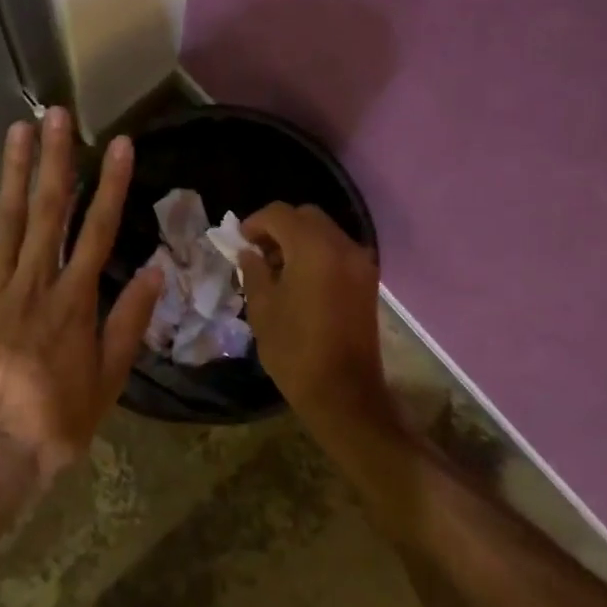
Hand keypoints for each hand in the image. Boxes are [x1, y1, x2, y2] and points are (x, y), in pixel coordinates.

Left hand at [0, 108, 163, 486]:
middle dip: (56, 160)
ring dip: (13, 171)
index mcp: (75, 301)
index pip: (99, 230)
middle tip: (59, 114)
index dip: (112, 185)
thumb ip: (128, 323)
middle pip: (49, 211)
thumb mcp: (108, 382)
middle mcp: (35, 283)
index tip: (121, 145)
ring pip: (6, 220)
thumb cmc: (55, 422)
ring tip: (19, 129)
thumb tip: (156, 272)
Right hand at [239, 203, 394, 432]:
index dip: (255, 222)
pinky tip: (299, 281)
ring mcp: (360, 263)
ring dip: (299, 240)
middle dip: (278, 227)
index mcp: (313, 249)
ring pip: (324, 232)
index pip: (280, 214)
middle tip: (257, 252)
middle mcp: (342, 246)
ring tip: (276, 269)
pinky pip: (337, 251)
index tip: (239, 242)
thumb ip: (254, 271)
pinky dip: (316, 253)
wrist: (343, 392)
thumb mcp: (262, 309)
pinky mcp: (367, 281)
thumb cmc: (294, 351)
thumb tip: (249, 252)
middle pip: (306, 217)